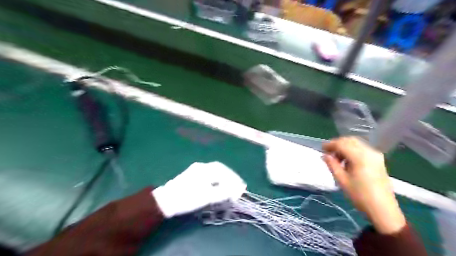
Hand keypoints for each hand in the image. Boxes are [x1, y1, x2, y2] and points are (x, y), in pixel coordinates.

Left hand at [152, 162, 245, 217]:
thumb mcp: (207, 197)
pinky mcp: (192, 175)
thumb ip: (223, 192)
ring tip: (231, 185)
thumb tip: (236, 190)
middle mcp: (201, 166)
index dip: (234, 179)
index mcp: (205, 169)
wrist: (166, 201)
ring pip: (215, 171)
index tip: (241, 187)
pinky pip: (209, 174)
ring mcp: (196, 169)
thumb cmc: (187, 198)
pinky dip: (217, 179)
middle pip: (220, 169)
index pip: (224, 172)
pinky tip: (219, 184)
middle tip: (238, 185)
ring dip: (224, 177)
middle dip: (230, 176)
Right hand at [320, 137, 405, 234]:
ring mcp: (376, 155)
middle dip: (337, 144)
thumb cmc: (360, 196)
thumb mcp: (342, 180)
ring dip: (345, 147)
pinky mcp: (378, 160)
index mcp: (360, 157)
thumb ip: (332, 165)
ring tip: (337, 159)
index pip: (342, 144)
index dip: (330, 144)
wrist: (383, 209)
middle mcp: (369, 152)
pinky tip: (348, 161)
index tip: (322, 149)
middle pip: (350, 140)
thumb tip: (325, 155)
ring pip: (356, 143)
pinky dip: (352, 150)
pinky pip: (362, 148)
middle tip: (328, 153)